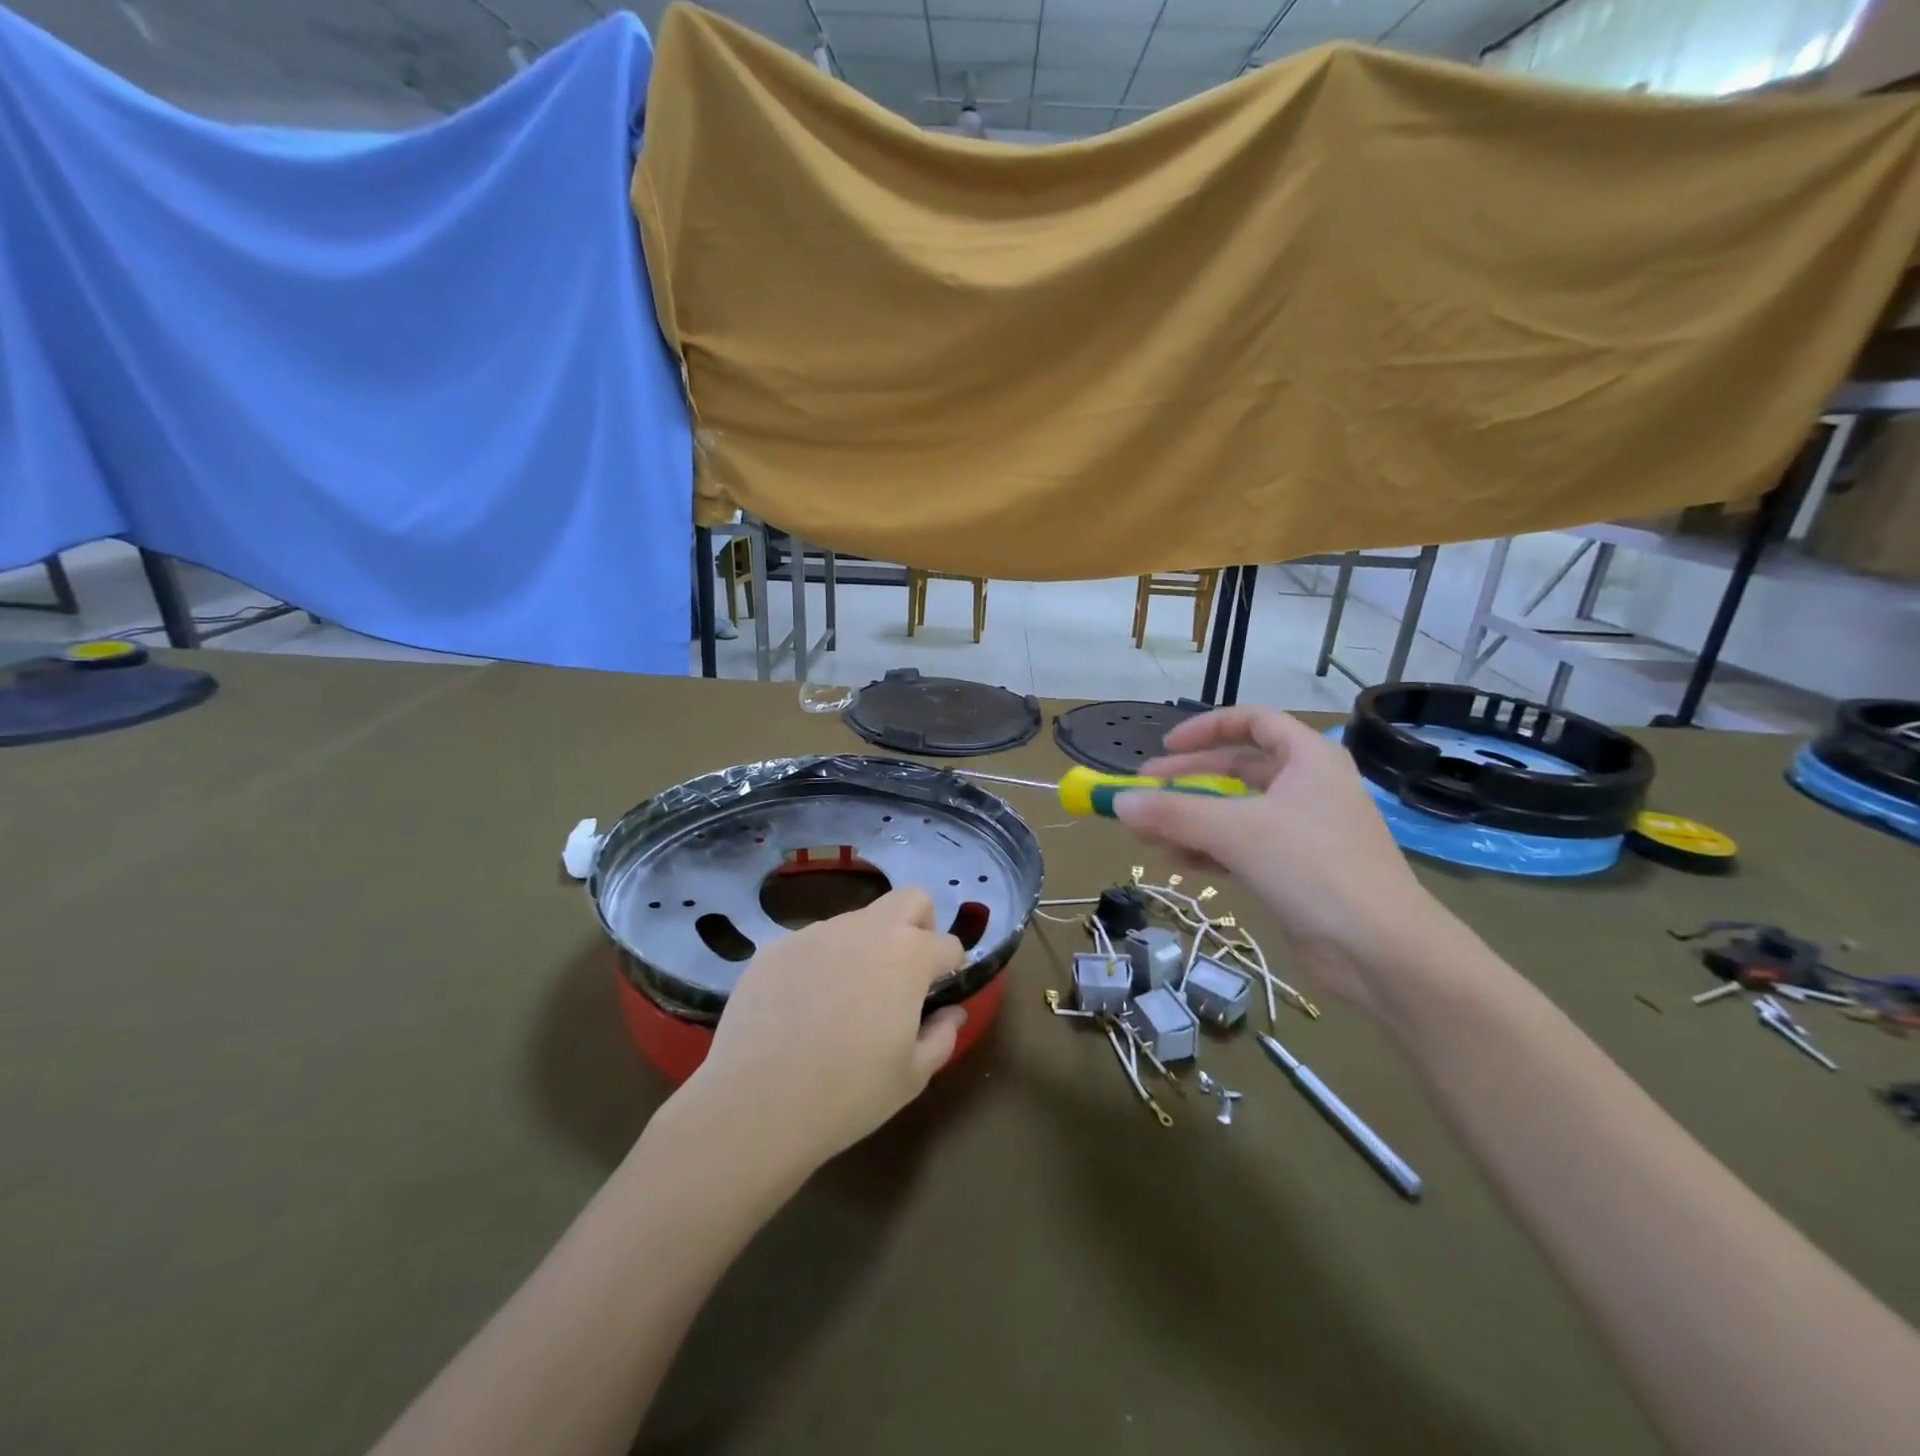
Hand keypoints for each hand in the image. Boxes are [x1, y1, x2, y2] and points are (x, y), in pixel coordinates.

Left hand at [683, 889, 966, 1179]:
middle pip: (910, 900)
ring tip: (844, 1001)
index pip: (948, 944)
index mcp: (908, 955)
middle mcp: (865, 929)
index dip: (951, 969)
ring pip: (857, 921)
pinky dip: (820, 964)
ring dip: (865, 947)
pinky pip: (812, 944)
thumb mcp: (912, 1076)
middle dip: (920, 927)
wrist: (756, 1104)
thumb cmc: (849, 1094)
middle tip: (905, 975)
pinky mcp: (775, 947)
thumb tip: (951, 1012)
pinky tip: (802, 1009)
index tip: (939, 996)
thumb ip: (942, 1035)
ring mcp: (816, 933)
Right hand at [1114, 706, 1457, 1016]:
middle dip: (1187, 781)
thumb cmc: (1315, 869)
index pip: (1253, 722)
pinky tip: (1177, 861)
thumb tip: (1117, 802)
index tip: (1165, 748)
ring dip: (1191, 820)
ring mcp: (1302, 832)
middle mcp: (1307, 788)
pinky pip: (1241, 847)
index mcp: (1309, 759)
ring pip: (1235, 813)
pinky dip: (1209, 850)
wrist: (1383, 952)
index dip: (1206, 728)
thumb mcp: (1237, 832)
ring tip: (1147, 835)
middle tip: (1144, 793)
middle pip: (1237, 769)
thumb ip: (1174, 814)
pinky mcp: (1295, 871)